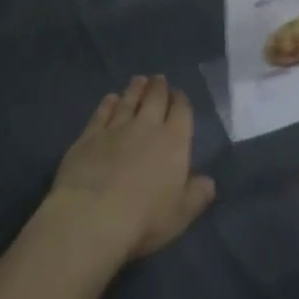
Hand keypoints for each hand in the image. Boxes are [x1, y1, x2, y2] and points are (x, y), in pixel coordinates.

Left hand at [47, 75, 215, 264]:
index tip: (179, 94)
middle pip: (155, 98)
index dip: (181, 100)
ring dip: (136, 89)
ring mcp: (116, 128)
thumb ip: (197, 195)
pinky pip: (102, 112)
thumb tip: (209, 181)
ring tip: (139, 80)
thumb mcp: (181, 214)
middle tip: (159, 79)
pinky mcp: (89, 136)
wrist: (92, 217)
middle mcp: (147, 127)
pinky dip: (108, 103)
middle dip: (159, 87)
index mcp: (174, 141)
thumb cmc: (144, 219)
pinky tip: (111, 98)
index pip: (181, 111)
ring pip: (129, 100)